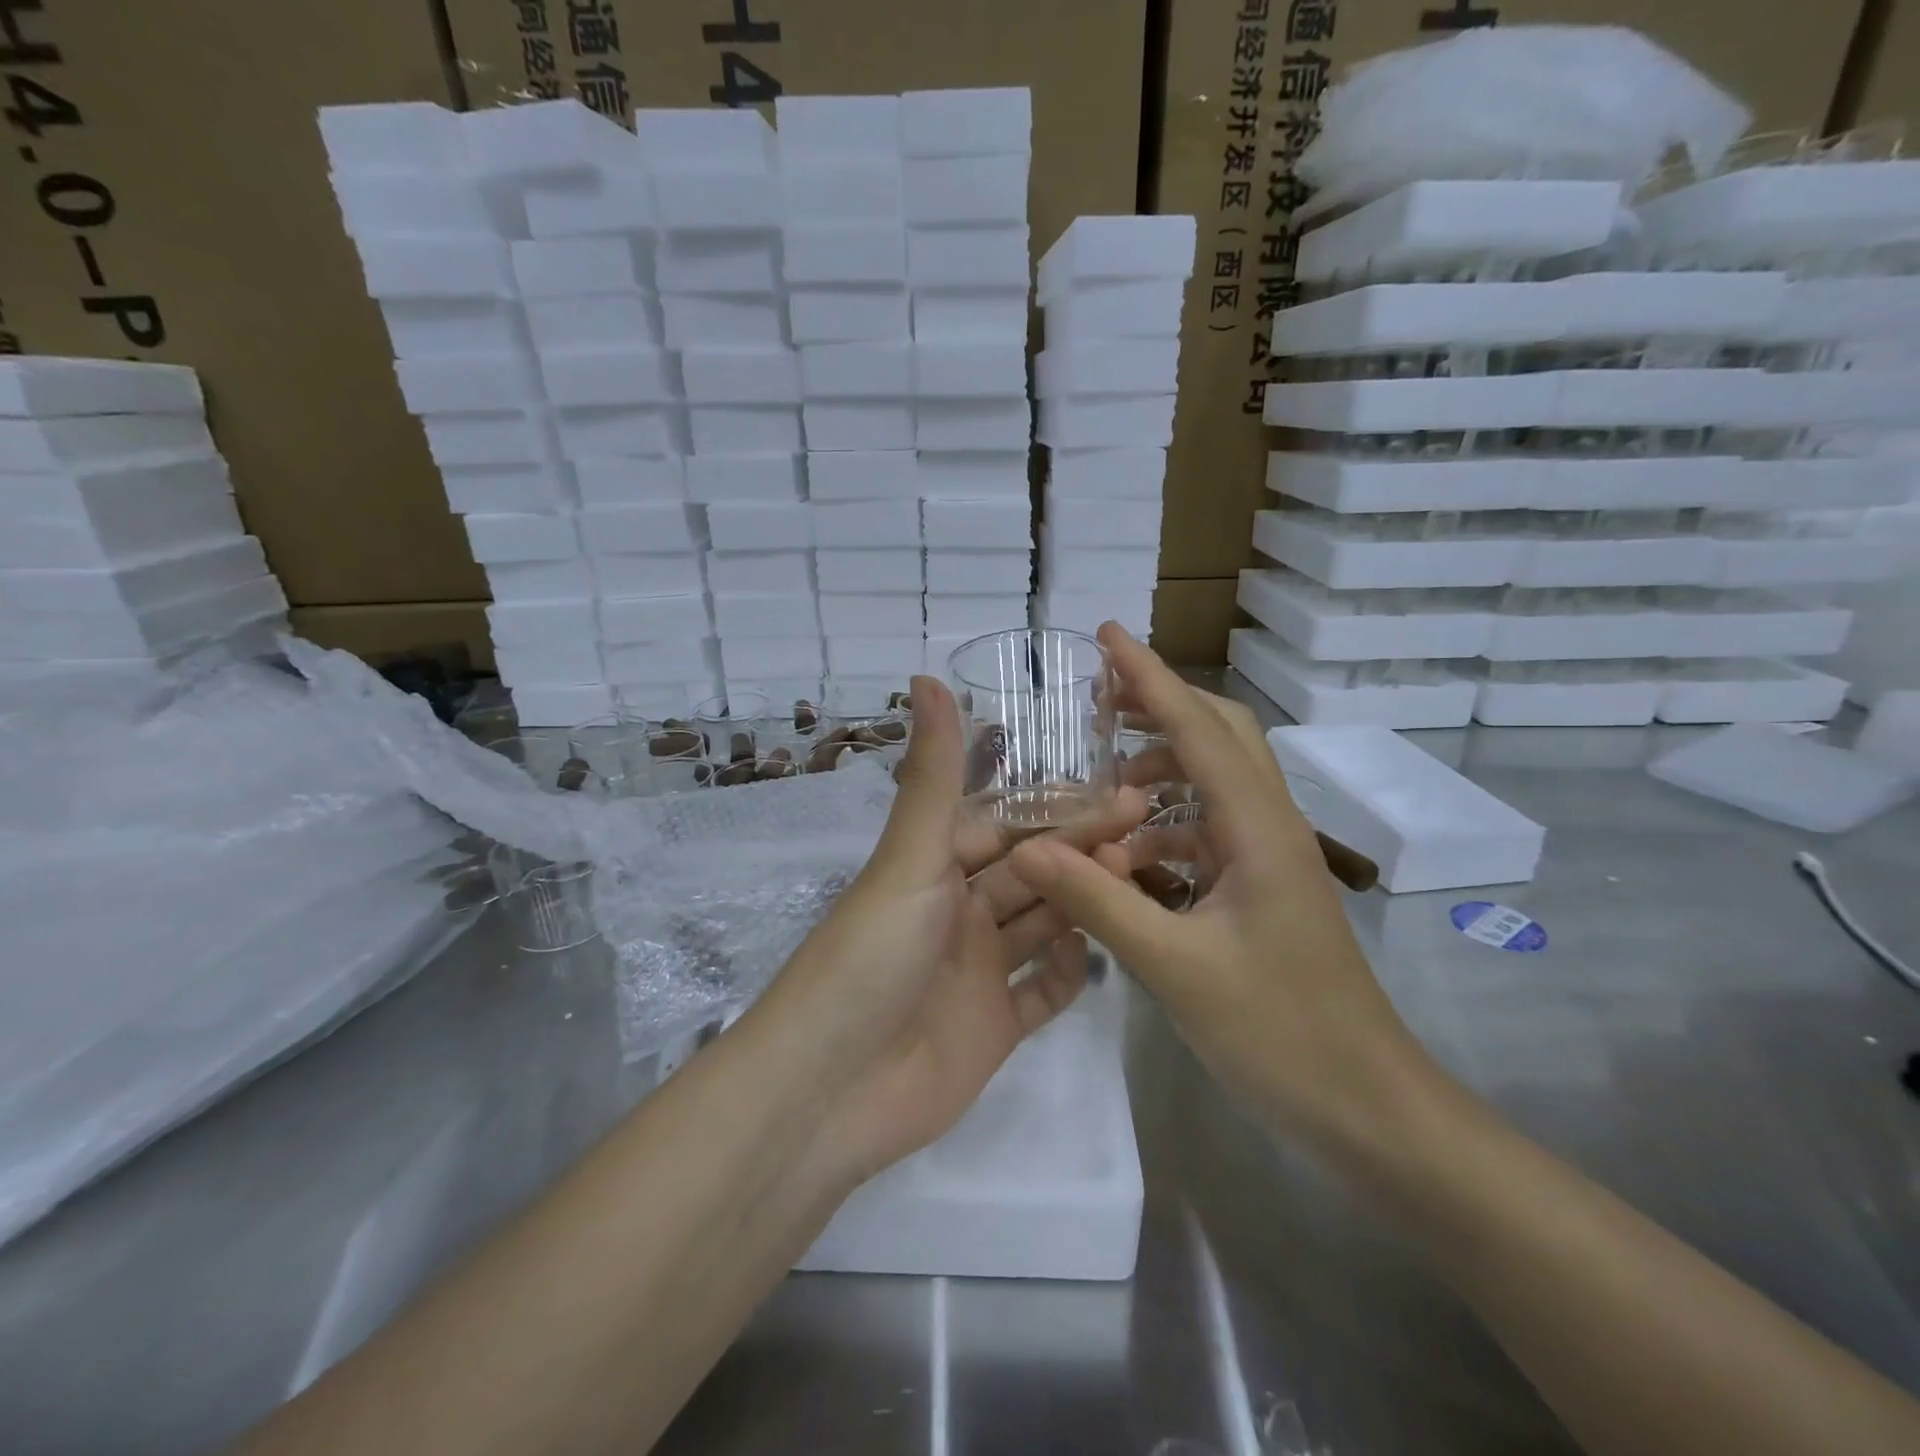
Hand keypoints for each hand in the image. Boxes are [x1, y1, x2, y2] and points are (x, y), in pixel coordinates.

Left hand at [751, 675, 1148, 1181]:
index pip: (1006, 824)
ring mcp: (977, 974)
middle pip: (1031, 871)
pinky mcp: (993, 1030)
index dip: (1058, 806)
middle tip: (1146, 824)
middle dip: (1082, 847)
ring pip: (1041, 924)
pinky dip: (1069, 973)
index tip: (1120, 786)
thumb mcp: (909, 859)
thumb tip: (927, 674)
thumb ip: (932, 775)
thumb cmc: (872, 958)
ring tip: (1137, 876)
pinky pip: (1042, 994)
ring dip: (1084, 901)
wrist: (832, 1090)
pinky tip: (1102, 953)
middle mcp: (957, 914)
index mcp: (934, 869)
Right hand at [1008, 625, 1430, 1148]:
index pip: (1199, 729)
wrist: (1368, 1109)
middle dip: (1160, 706)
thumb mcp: (1178, 970)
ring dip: (1159, 770)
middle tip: (1098, 701)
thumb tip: (1030, 848)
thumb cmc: (1282, 1035)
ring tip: (1101, 783)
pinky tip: (1126, 860)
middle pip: (1219, 736)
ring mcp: (1269, 860)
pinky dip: (1164, 829)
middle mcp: (1270, 829)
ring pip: (1214, 784)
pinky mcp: (1262, 891)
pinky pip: (1207, 834)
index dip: (1150, 677)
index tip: (1107, 635)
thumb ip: (1100, 904)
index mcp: (1258, 830)